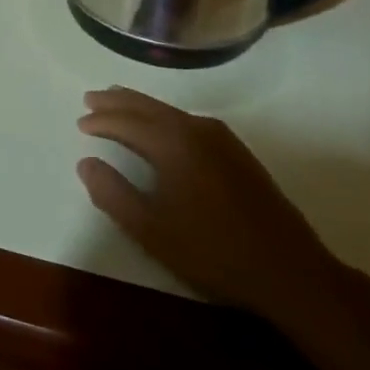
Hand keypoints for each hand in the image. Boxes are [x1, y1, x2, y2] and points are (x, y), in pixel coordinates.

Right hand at [76, 88, 344, 325]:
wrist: (290, 271)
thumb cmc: (213, 251)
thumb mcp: (151, 230)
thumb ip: (112, 193)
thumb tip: (86, 162)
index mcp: (172, 143)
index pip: (126, 121)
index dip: (101, 121)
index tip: (80, 124)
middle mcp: (195, 129)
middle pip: (148, 106)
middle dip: (117, 101)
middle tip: (91, 98)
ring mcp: (221, 138)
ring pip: (169, 112)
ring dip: (140, 106)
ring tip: (120, 103)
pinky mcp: (238, 152)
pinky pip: (188, 120)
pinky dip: (164, 117)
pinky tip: (163, 126)